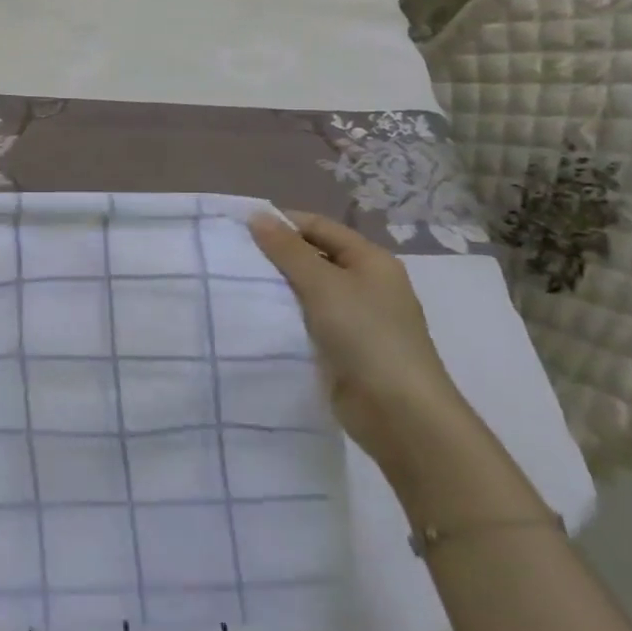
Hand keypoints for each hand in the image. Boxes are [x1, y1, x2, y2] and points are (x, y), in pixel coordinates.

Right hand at [247, 210, 472, 478]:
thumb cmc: (366, 335)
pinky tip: (256, 317)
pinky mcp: (344, 350)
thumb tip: (257, 216)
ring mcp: (357, 319)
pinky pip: (308, 321)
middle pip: (314, 257)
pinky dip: (285, 316)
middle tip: (232, 257)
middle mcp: (367, 284)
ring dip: (278, 287)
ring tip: (235, 284)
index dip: (282, 223)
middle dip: (276, 256)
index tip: (240, 228)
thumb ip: (287, 250)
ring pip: (308, 291)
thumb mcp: (323, 284)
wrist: (399, 414)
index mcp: (371, 261)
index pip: (319, 227)